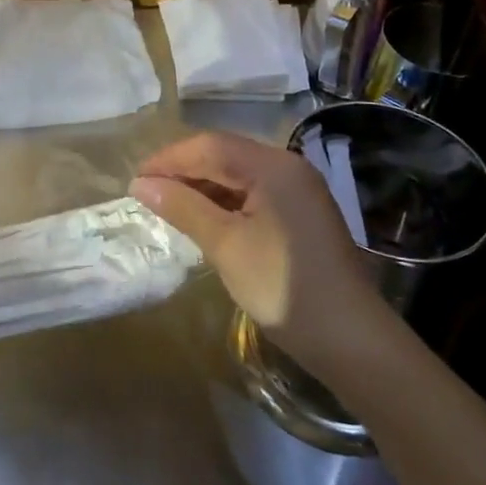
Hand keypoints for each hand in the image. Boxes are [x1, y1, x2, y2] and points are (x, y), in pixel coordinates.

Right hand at [130, 132, 390, 368]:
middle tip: (149, 192)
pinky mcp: (302, 211)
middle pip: (225, 154)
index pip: (210, 146)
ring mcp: (299, 189)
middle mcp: (288, 167)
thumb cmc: (282, 286)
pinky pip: (255, 192)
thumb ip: (183, 207)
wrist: (350, 338)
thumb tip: (141, 184)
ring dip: (204, 185)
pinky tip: (206, 218)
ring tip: (170, 205)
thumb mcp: (225, 246)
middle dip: (184, 169)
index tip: (135, 180)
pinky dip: (226, 200)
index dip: (169, 159)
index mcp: (273, 166)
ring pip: (240, 173)